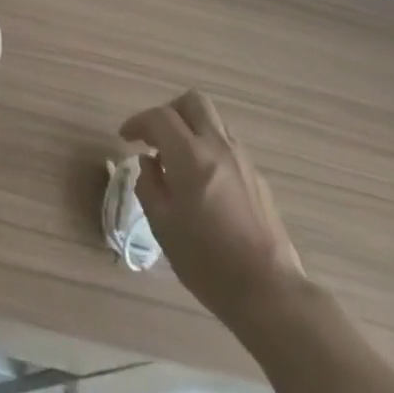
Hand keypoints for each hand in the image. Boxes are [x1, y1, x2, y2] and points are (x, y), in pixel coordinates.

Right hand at [120, 90, 305, 317]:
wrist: (268, 290)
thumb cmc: (206, 260)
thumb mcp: (162, 225)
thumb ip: (149, 185)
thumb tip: (149, 163)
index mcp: (190, 155)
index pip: (159, 117)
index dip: (137, 122)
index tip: (125, 138)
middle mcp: (218, 146)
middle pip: (192, 102)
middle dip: (168, 111)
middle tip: (154, 137)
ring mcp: (242, 159)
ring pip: (213, 121)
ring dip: (190, 128)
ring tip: (176, 160)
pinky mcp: (257, 177)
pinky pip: (227, 144)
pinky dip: (208, 148)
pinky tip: (202, 181)